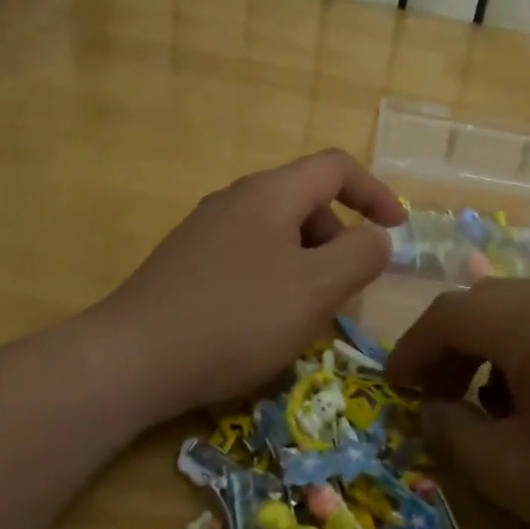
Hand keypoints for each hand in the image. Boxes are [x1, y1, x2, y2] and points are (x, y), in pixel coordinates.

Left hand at [96, 150, 404, 424]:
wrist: (132, 360)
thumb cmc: (236, 318)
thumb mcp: (315, 288)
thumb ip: (360, 256)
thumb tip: (378, 239)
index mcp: (269, 194)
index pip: (335, 168)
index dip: (375, 192)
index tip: (397, 231)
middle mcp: (235, 201)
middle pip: (306, 202)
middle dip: (340, 239)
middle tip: (347, 290)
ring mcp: (206, 234)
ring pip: (278, 236)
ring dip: (309, 265)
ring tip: (308, 315)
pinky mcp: (188, 266)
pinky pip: (250, 259)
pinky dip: (277, 280)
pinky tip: (266, 325)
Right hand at [385, 280, 529, 528]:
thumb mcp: (517, 478)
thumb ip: (455, 435)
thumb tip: (434, 409)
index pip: (452, 313)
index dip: (412, 349)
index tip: (396, 391)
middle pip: (494, 305)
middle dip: (454, 349)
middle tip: (438, 400)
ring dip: (502, 352)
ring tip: (500, 411)